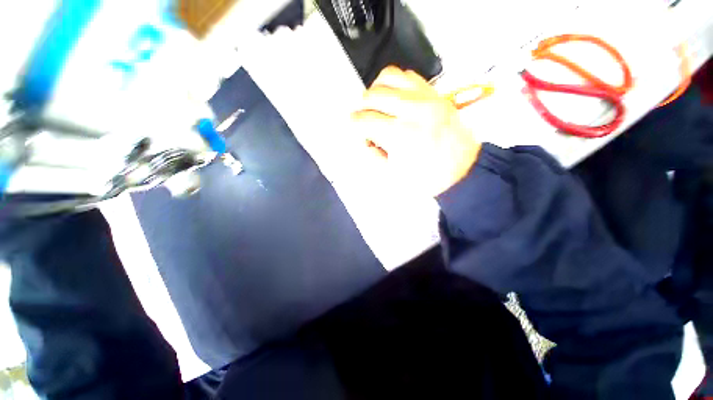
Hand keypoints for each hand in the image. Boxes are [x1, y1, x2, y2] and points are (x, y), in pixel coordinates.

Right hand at [351, 66, 481, 196]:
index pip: (364, 120)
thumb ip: (373, 155)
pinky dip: (395, 83)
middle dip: (362, 108)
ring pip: (388, 77)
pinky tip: (394, 97)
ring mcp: (426, 98)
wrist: (462, 170)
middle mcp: (412, 110)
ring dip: (376, 90)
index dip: (354, 125)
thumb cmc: (429, 177)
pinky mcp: (435, 94)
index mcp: (400, 135)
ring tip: (377, 104)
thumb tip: (365, 140)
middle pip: (373, 95)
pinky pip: (408, 75)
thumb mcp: (393, 175)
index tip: (356, 128)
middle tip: (364, 119)